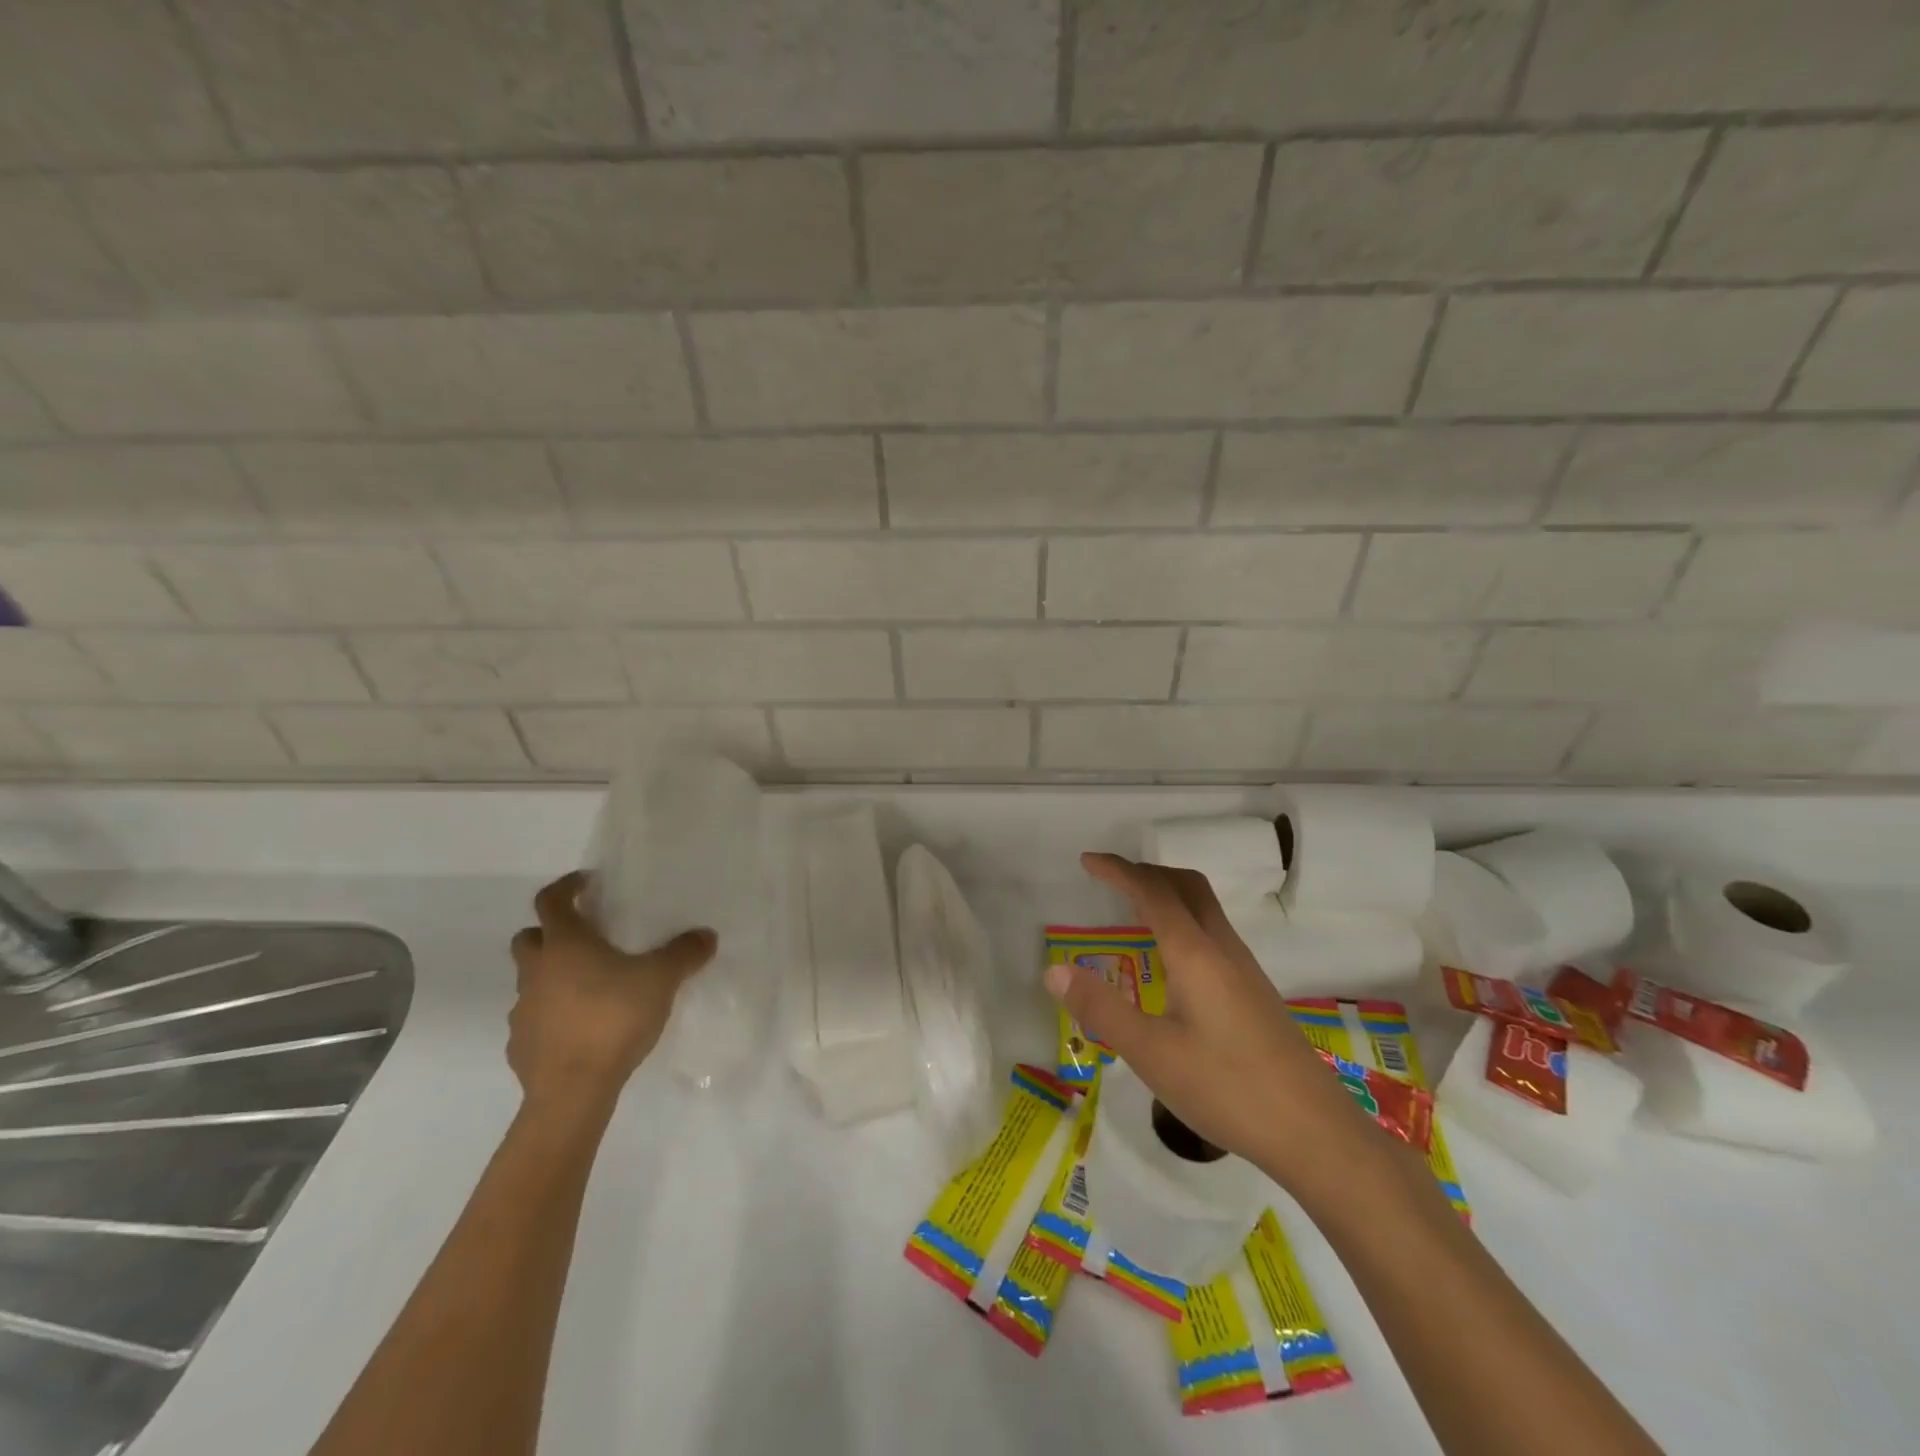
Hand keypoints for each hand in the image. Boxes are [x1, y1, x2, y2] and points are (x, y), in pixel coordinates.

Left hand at [506, 871, 715, 1118]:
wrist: (573, 1090)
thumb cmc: (613, 1018)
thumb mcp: (661, 980)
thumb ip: (684, 953)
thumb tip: (706, 935)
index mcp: (565, 944)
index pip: (551, 900)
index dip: (567, 886)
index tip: (588, 884)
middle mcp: (537, 971)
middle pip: (529, 937)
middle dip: (551, 932)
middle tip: (587, 937)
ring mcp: (523, 1010)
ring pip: (532, 979)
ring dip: (553, 975)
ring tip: (592, 986)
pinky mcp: (521, 1044)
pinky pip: (535, 1018)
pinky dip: (553, 1014)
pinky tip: (582, 1027)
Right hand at [1046, 853, 1367, 1184]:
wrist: (1315, 1132)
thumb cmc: (1227, 1088)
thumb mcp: (1151, 1054)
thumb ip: (1101, 1009)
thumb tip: (1054, 969)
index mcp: (1195, 954)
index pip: (1152, 893)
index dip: (1118, 871)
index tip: (1087, 860)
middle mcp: (1222, 950)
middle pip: (1186, 886)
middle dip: (1146, 871)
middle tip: (1111, 878)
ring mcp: (1245, 970)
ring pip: (1205, 907)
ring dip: (1168, 893)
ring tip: (1135, 908)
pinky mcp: (1255, 993)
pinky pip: (1213, 932)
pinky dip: (1184, 919)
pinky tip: (1173, 959)